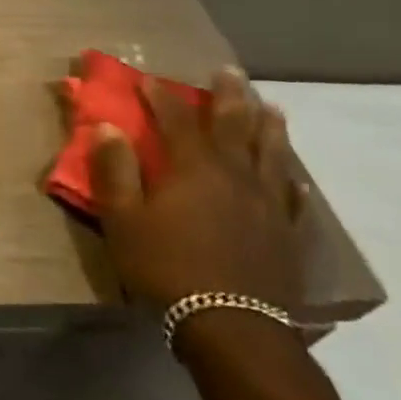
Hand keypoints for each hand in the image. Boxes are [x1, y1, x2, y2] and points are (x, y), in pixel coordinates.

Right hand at [86, 66, 306, 313]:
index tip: (147, 79)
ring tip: (271, 107)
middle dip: (228, 96)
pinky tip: (293, 176)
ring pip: (271, 154)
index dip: (161, 96)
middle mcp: (235, 176)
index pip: (176, 119)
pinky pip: (292, 198)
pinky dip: (290, 180)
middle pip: (234, 125)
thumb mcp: (123, 219)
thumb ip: (114, 170)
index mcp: (193, 168)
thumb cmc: (167, 268)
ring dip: (269, 126)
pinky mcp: (287, 235)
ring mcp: (267, 205)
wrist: (233, 329)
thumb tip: (107, 126)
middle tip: (229, 71)